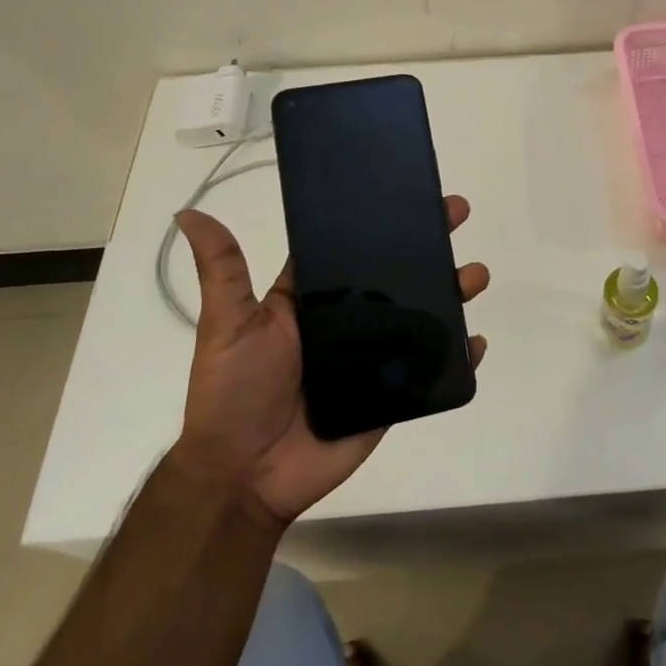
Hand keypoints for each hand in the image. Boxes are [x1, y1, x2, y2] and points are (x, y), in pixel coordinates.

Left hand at [171, 197, 489, 529]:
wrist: (246, 475)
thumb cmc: (234, 393)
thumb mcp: (227, 324)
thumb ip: (223, 271)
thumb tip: (188, 214)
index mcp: (315, 298)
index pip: (356, 248)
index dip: (384, 218)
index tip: (413, 191)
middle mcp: (350, 320)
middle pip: (399, 274)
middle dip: (430, 244)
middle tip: (456, 214)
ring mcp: (374, 356)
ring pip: (422, 315)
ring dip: (453, 291)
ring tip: (474, 275)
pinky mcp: (392, 393)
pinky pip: (431, 369)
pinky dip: (459, 355)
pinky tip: (477, 340)